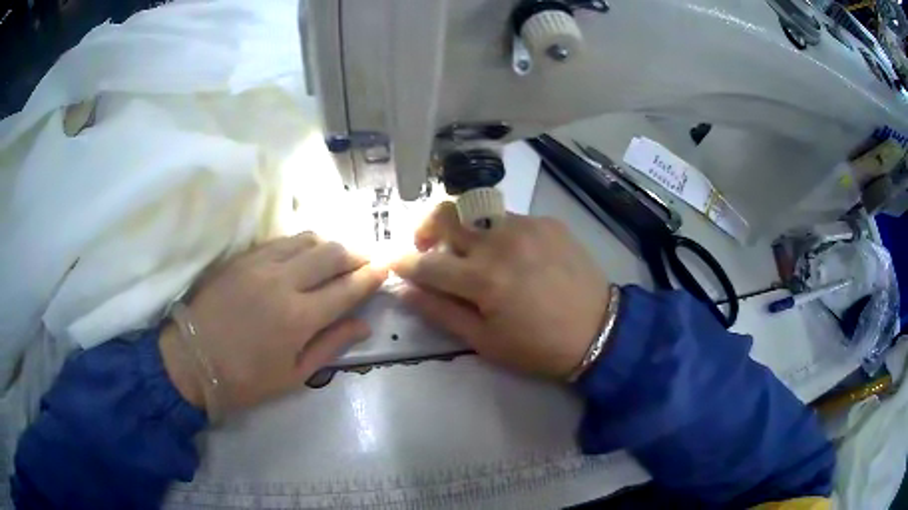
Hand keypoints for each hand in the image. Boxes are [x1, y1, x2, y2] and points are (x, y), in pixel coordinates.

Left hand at [159, 233, 386, 411]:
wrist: (192, 360)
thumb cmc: (245, 378)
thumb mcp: (294, 375)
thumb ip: (330, 346)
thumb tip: (363, 324)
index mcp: (299, 318)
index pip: (347, 288)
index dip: (371, 277)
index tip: (384, 269)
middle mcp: (284, 283)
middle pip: (332, 254)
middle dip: (356, 253)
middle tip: (366, 259)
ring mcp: (261, 265)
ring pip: (307, 239)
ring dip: (330, 244)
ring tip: (338, 254)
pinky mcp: (243, 257)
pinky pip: (281, 240)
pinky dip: (301, 243)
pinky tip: (305, 252)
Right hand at [392, 202, 610, 378]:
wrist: (600, 332)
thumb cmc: (538, 346)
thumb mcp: (484, 341)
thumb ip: (440, 312)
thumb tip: (405, 290)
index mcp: (483, 278)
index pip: (427, 262)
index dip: (404, 262)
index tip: (394, 261)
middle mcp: (502, 241)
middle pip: (448, 212)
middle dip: (427, 225)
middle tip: (429, 245)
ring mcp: (527, 226)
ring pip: (478, 210)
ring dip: (465, 228)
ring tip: (473, 252)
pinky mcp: (548, 222)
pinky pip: (510, 217)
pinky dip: (498, 232)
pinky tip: (514, 255)